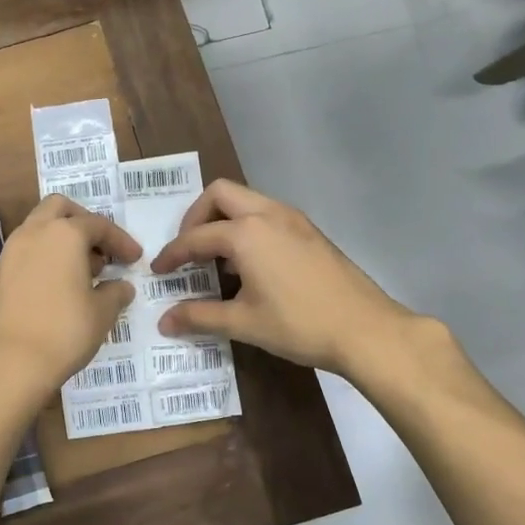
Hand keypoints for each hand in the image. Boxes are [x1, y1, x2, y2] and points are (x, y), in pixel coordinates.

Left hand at [0, 195, 140, 397]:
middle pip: (60, 209)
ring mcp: (11, 251)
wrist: (11, 362)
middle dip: (83, 222)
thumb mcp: (102, 312)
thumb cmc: (65, 331)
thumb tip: (120, 286)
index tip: (134, 259)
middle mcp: (34, 232)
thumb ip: (115, 292)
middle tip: (101, 250)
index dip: (121, 241)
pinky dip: (45, 255)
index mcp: (64, 234)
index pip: (99, 225)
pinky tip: (59, 284)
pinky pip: (27, 250)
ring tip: (82, 271)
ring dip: (62, 239)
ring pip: (39, 227)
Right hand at [150, 180, 417, 377]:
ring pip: (247, 200)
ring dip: (224, 220)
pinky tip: (249, 265)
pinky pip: (267, 214)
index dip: (172, 254)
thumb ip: (199, 316)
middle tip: (187, 249)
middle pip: (220, 194)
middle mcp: (268, 214)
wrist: (366, 330)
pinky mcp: (310, 231)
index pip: (196, 237)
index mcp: (246, 233)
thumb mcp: (243, 323)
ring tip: (216, 258)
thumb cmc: (299, 325)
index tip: (158, 271)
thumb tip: (164, 322)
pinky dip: (247, 227)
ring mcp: (293, 219)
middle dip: (195, 217)